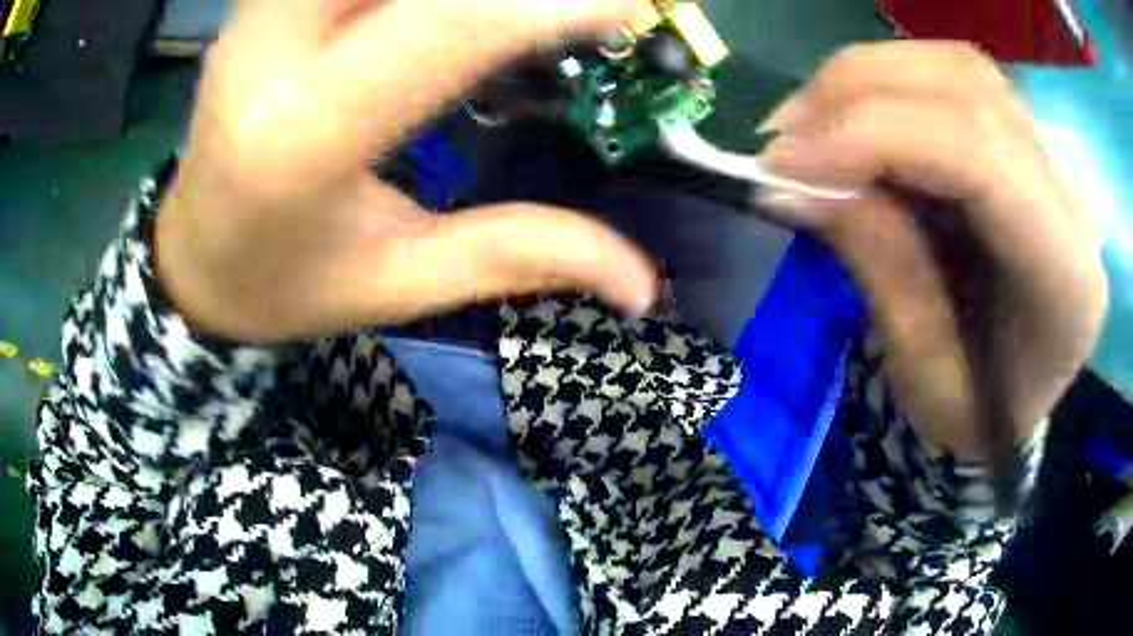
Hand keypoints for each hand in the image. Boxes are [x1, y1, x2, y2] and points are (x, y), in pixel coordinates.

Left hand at [155, 0, 657, 342]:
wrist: (193, 257)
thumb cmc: (284, 286)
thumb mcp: (397, 284)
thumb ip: (519, 257)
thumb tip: (642, 281)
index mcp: (299, 139)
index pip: (446, 28)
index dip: (553, 3)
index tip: (633, 5)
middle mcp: (265, 53)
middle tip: (570, 2)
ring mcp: (254, 16)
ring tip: (517, 8)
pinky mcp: (257, 3)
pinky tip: (439, 11)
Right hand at [757, 42, 1106, 456]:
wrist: (1018, 398)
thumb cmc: (978, 415)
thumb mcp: (926, 378)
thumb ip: (880, 268)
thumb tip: (794, 181)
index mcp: (1068, 278)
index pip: (983, 159)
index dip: (877, 139)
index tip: (784, 164)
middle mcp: (1071, 197)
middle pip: (971, 90)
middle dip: (860, 95)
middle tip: (783, 138)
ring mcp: (1051, 158)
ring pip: (958, 68)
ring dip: (868, 79)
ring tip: (809, 124)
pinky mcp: (1024, 140)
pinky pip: (953, 77)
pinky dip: (888, 82)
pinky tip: (851, 116)